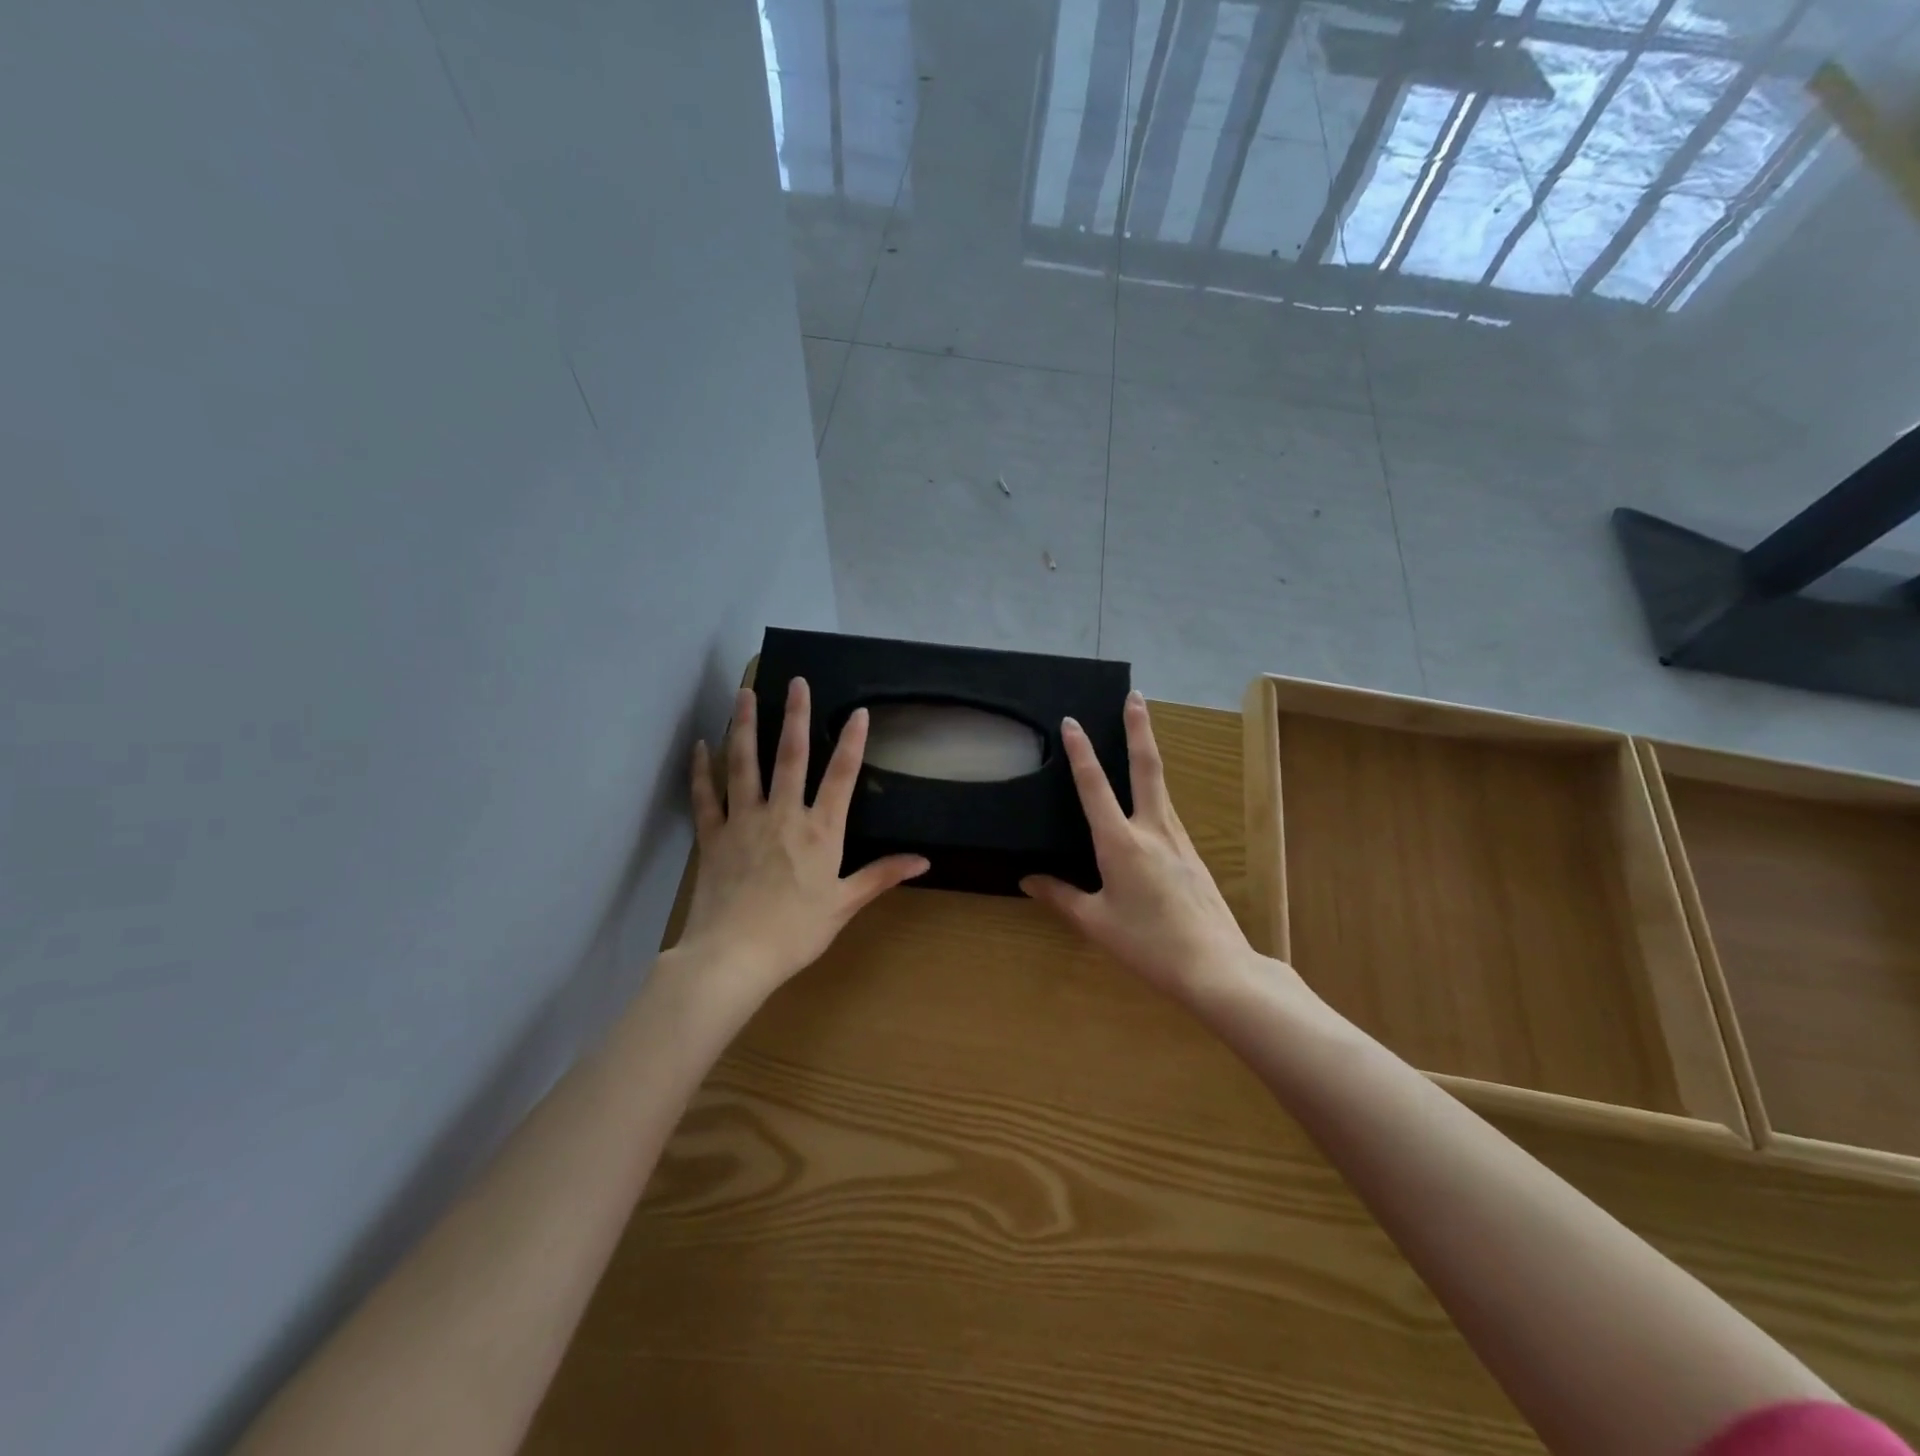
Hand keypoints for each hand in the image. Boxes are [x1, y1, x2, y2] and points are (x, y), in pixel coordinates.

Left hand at [674, 678, 928, 1011]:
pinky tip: (701, 746)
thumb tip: (923, 861)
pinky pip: (705, 795)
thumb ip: (881, 876)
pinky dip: (702, 769)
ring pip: (744, 764)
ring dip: (744, 726)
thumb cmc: (796, 932)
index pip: (841, 777)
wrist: (734, 957)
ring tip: (745, 694)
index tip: (858, 712)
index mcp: (820, 831)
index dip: (852, 742)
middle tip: (796, 683)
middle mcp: (783, 815)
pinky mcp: (713, 836)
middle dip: (796, 716)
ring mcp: (744, 821)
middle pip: (791, 756)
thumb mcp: (845, 904)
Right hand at [1021, 691, 1302, 1008]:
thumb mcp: (1096, 923)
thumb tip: (1028, 879)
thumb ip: (1060, 896)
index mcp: (1121, 842)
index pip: (1095, 786)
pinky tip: (1148, 808)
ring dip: (1148, 756)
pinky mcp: (1193, 855)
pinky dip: (1155, 796)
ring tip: (1138, 737)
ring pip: (1161, 789)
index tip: (1071, 721)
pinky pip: (1168, 815)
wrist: (1216, 967)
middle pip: (1147, 767)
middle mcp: (1153, 830)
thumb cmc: (1148, 944)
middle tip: (1135, 696)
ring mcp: (1179, 840)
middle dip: (1139, 728)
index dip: (1080, 751)